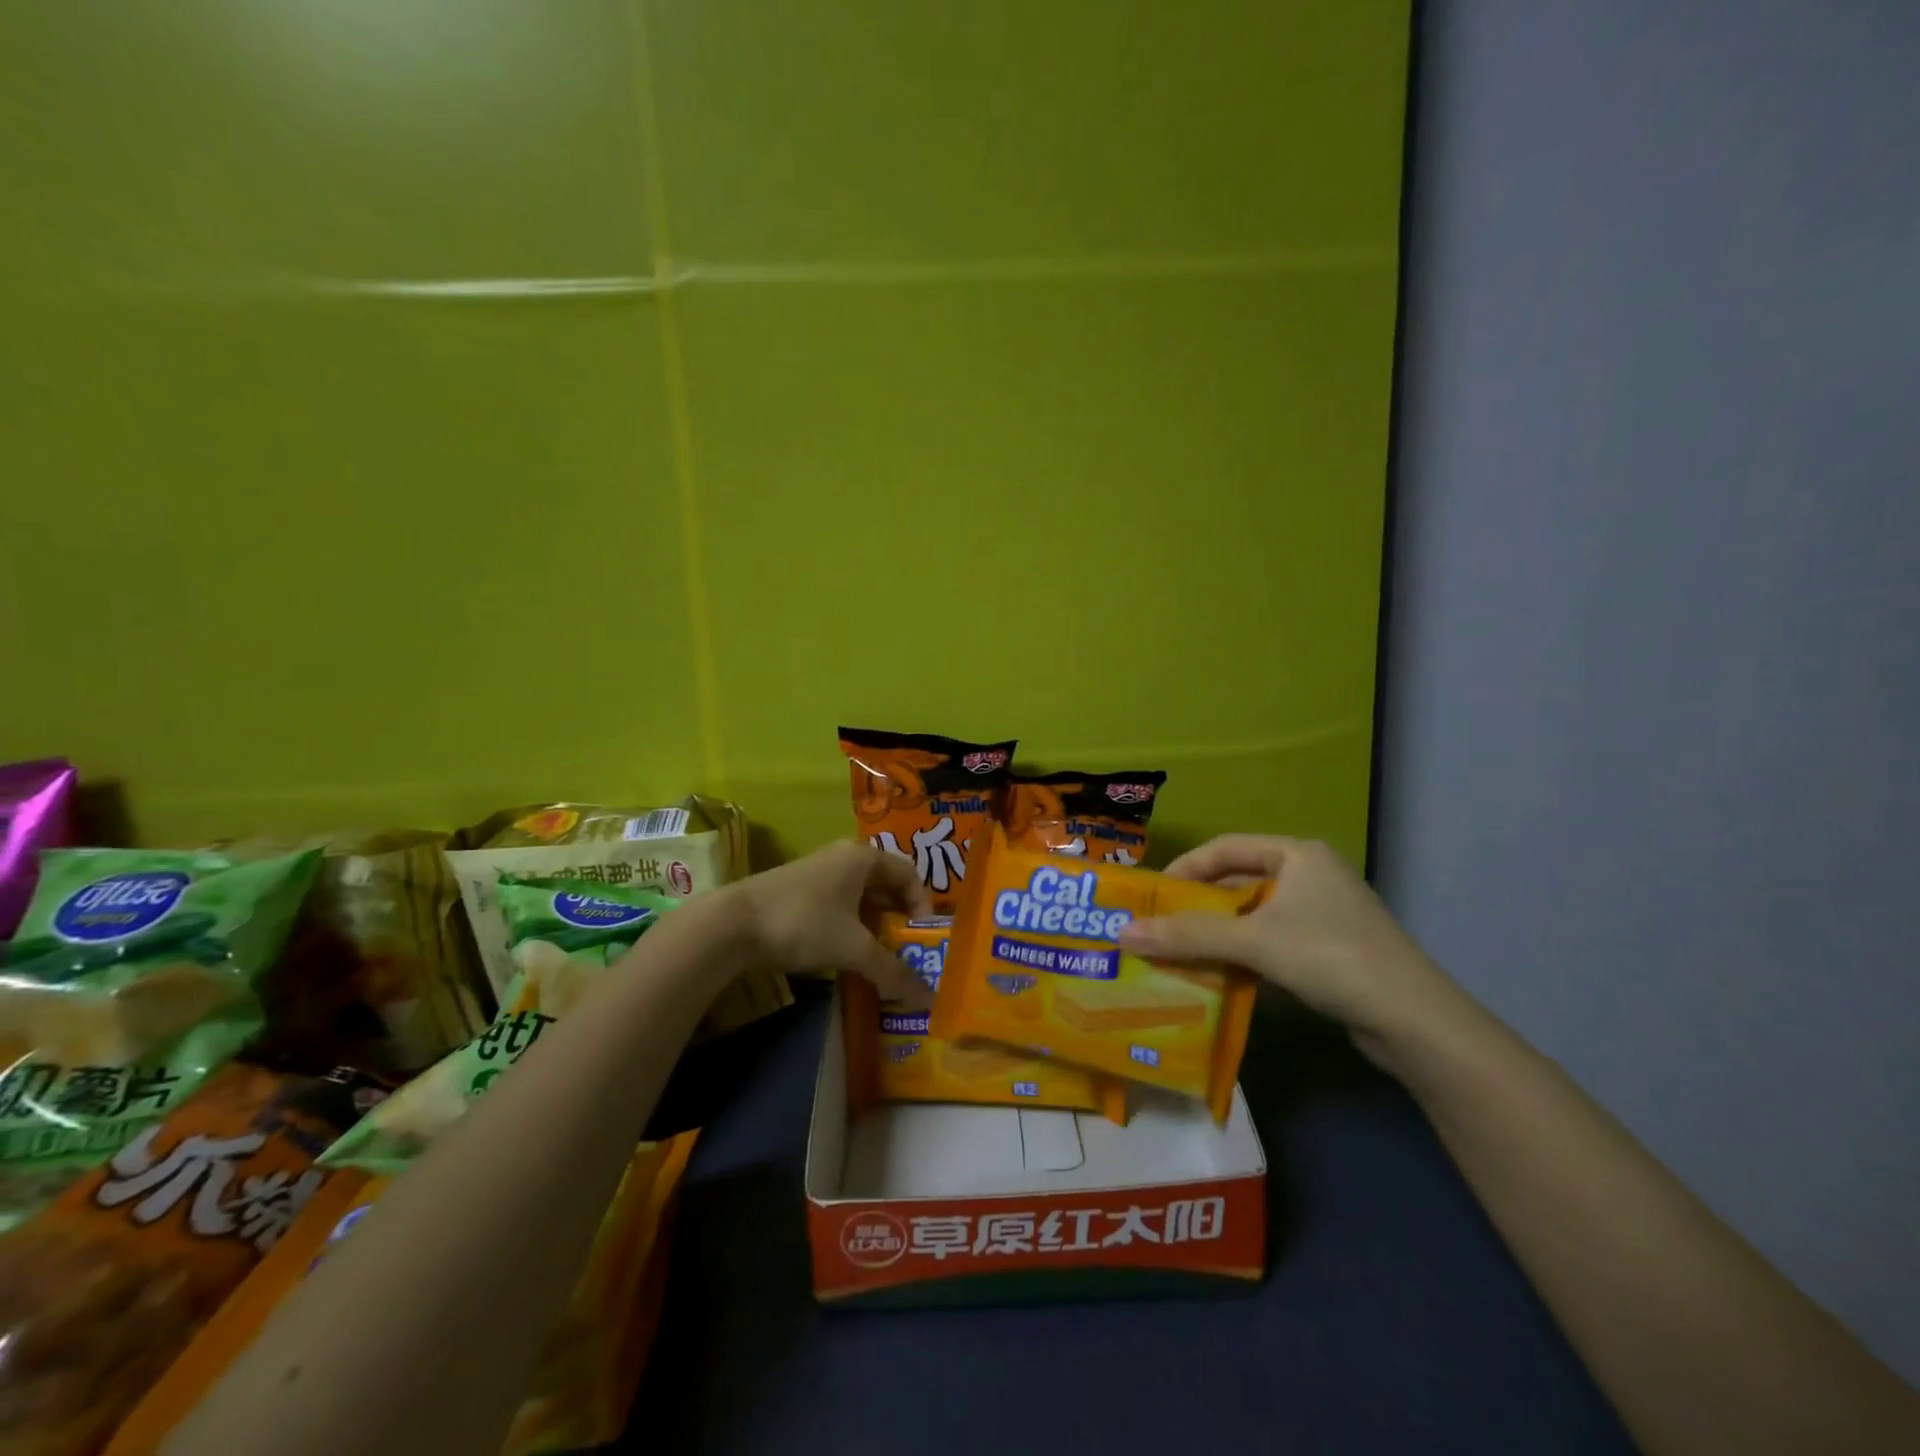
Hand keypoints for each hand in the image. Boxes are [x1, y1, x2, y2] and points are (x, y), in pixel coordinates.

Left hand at [738, 840, 935, 1005]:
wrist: (733, 924)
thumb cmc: (804, 923)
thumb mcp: (853, 949)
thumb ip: (892, 972)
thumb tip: (928, 999)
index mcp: (863, 858)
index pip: (909, 874)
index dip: (922, 905)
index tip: (921, 937)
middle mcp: (844, 857)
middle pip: (885, 885)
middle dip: (898, 919)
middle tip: (905, 951)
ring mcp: (819, 872)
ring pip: (860, 897)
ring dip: (874, 926)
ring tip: (879, 957)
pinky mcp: (799, 890)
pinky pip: (839, 905)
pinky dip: (850, 927)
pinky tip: (846, 953)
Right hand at [1117, 835, 1466, 1066]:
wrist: (1414, 1022)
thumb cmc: (1330, 957)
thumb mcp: (1254, 942)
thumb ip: (1189, 935)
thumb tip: (1122, 933)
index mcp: (1297, 854)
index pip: (1224, 848)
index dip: (1184, 869)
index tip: (1152, 898)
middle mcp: (1311, 875)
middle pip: (1238, 882)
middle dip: (1197, 907)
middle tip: (1158, 928)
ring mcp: (1323, 913)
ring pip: (1254, 915)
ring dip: (1217, 934)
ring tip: (1178, 954)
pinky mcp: (1330, 949)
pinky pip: (1272, 941)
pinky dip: (1243, 955)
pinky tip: (1219, 976)